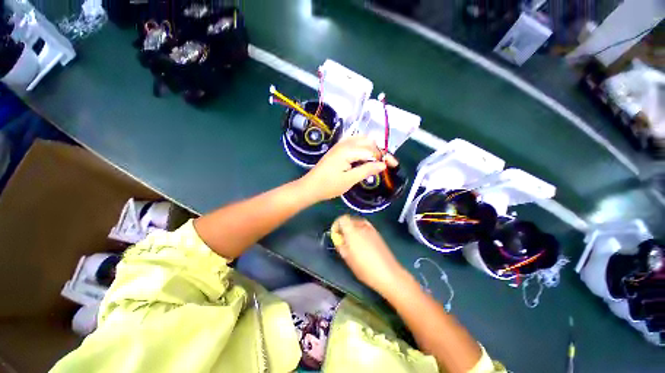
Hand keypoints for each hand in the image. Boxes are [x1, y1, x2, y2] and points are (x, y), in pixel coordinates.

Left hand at [299, 136, 396, 201]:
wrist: (310, 187)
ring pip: (361, 140)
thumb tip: (383, 164)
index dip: (384, 157)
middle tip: (386, 163)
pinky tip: (365, 156)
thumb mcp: (349, 180)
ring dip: (372, 148)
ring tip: (378, 160)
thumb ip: (367, 170)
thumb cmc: (329, 186)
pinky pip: (354, 143)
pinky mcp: (337, 149)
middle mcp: (344, 144)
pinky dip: (363, 147)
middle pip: (368, 142)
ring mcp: (340, 145)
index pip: (371, 150)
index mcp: (348, 150)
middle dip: (379, 151)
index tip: (393, 165)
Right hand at [331, 215, 406, 295]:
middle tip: (342, 238)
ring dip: (352, 228)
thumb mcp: (348, 258)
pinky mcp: (377, 233)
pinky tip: (361, 242)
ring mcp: (371, 229)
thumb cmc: (365, 268)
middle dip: (344, 226)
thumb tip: (337, 238)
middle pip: (350, 219)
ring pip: (358, 222)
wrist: (388, 273)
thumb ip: (340, 245)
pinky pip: (365, 226)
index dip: (337, 224)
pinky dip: (360, 230)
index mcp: (352, 231)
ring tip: (351, 240)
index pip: (342, 218)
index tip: (336, 233)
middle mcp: (362, 226)